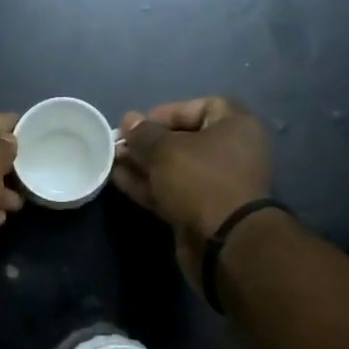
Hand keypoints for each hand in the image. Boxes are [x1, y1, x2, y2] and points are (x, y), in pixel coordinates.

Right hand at [113, 97, 273, 284]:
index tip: (139, 123)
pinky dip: (148, 185)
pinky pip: (172, 191)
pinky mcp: (202, 211)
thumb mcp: (166, 150)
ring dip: (143, 165)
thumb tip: (129, 120)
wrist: (223, 242)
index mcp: (236, 127)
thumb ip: (143, 134)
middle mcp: (231, 152)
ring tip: (112, 161)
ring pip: (174, 168)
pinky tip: (119, 180)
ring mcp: (216, 185)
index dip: (168, 112)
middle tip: (119, 145)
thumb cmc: (200, 181)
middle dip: (149, 142)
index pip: (202, 106)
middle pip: (185, 140)